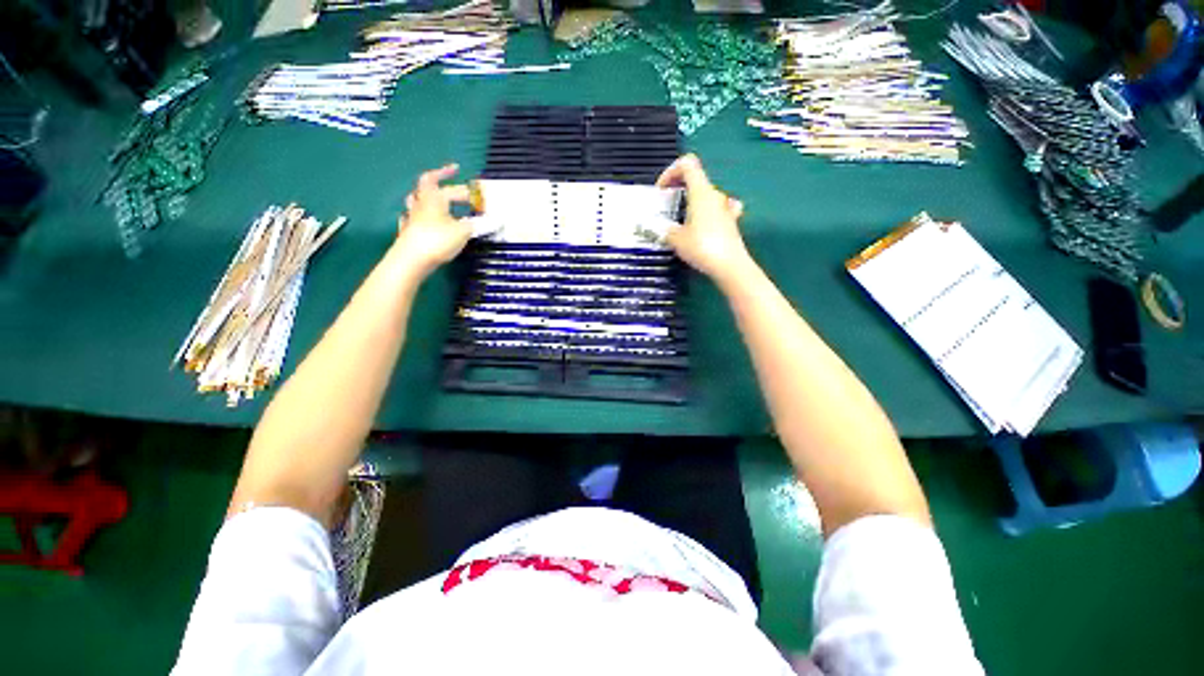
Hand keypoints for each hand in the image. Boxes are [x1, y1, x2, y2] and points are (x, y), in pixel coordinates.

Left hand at [396, 164, 471, 276]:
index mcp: (435, 198)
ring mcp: (412, 217)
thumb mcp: (464, 231)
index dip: (456, 181)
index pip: (447, 185)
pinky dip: (419, 214)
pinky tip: (420, 218)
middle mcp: (421, 203)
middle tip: (452, 176)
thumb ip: (478, 224)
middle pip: (428, 185)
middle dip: (442, 179)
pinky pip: (412, 217)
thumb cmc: (438, 240)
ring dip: (427, 195)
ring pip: (417, 199)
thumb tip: (495, 220)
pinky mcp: (409, 231)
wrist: (412, 259)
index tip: (464, 177)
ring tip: (436, 196)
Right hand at [656, 154, 752, 283]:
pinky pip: (718, 208)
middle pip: (696, 179)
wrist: (729, 265)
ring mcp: (726, 207)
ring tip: (681, 219)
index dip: (670, 172)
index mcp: (701, 191)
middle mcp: (715, 194)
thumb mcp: (676, 239)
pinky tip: (704, 222)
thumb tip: (661, 229)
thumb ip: (665, 230)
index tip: (662, 191)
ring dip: (691, 201)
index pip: (687, 164)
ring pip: (706, 195)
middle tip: (666, 205)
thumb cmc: (701, 247)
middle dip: (678, 188)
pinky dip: (708, 211)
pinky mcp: (731, 221)